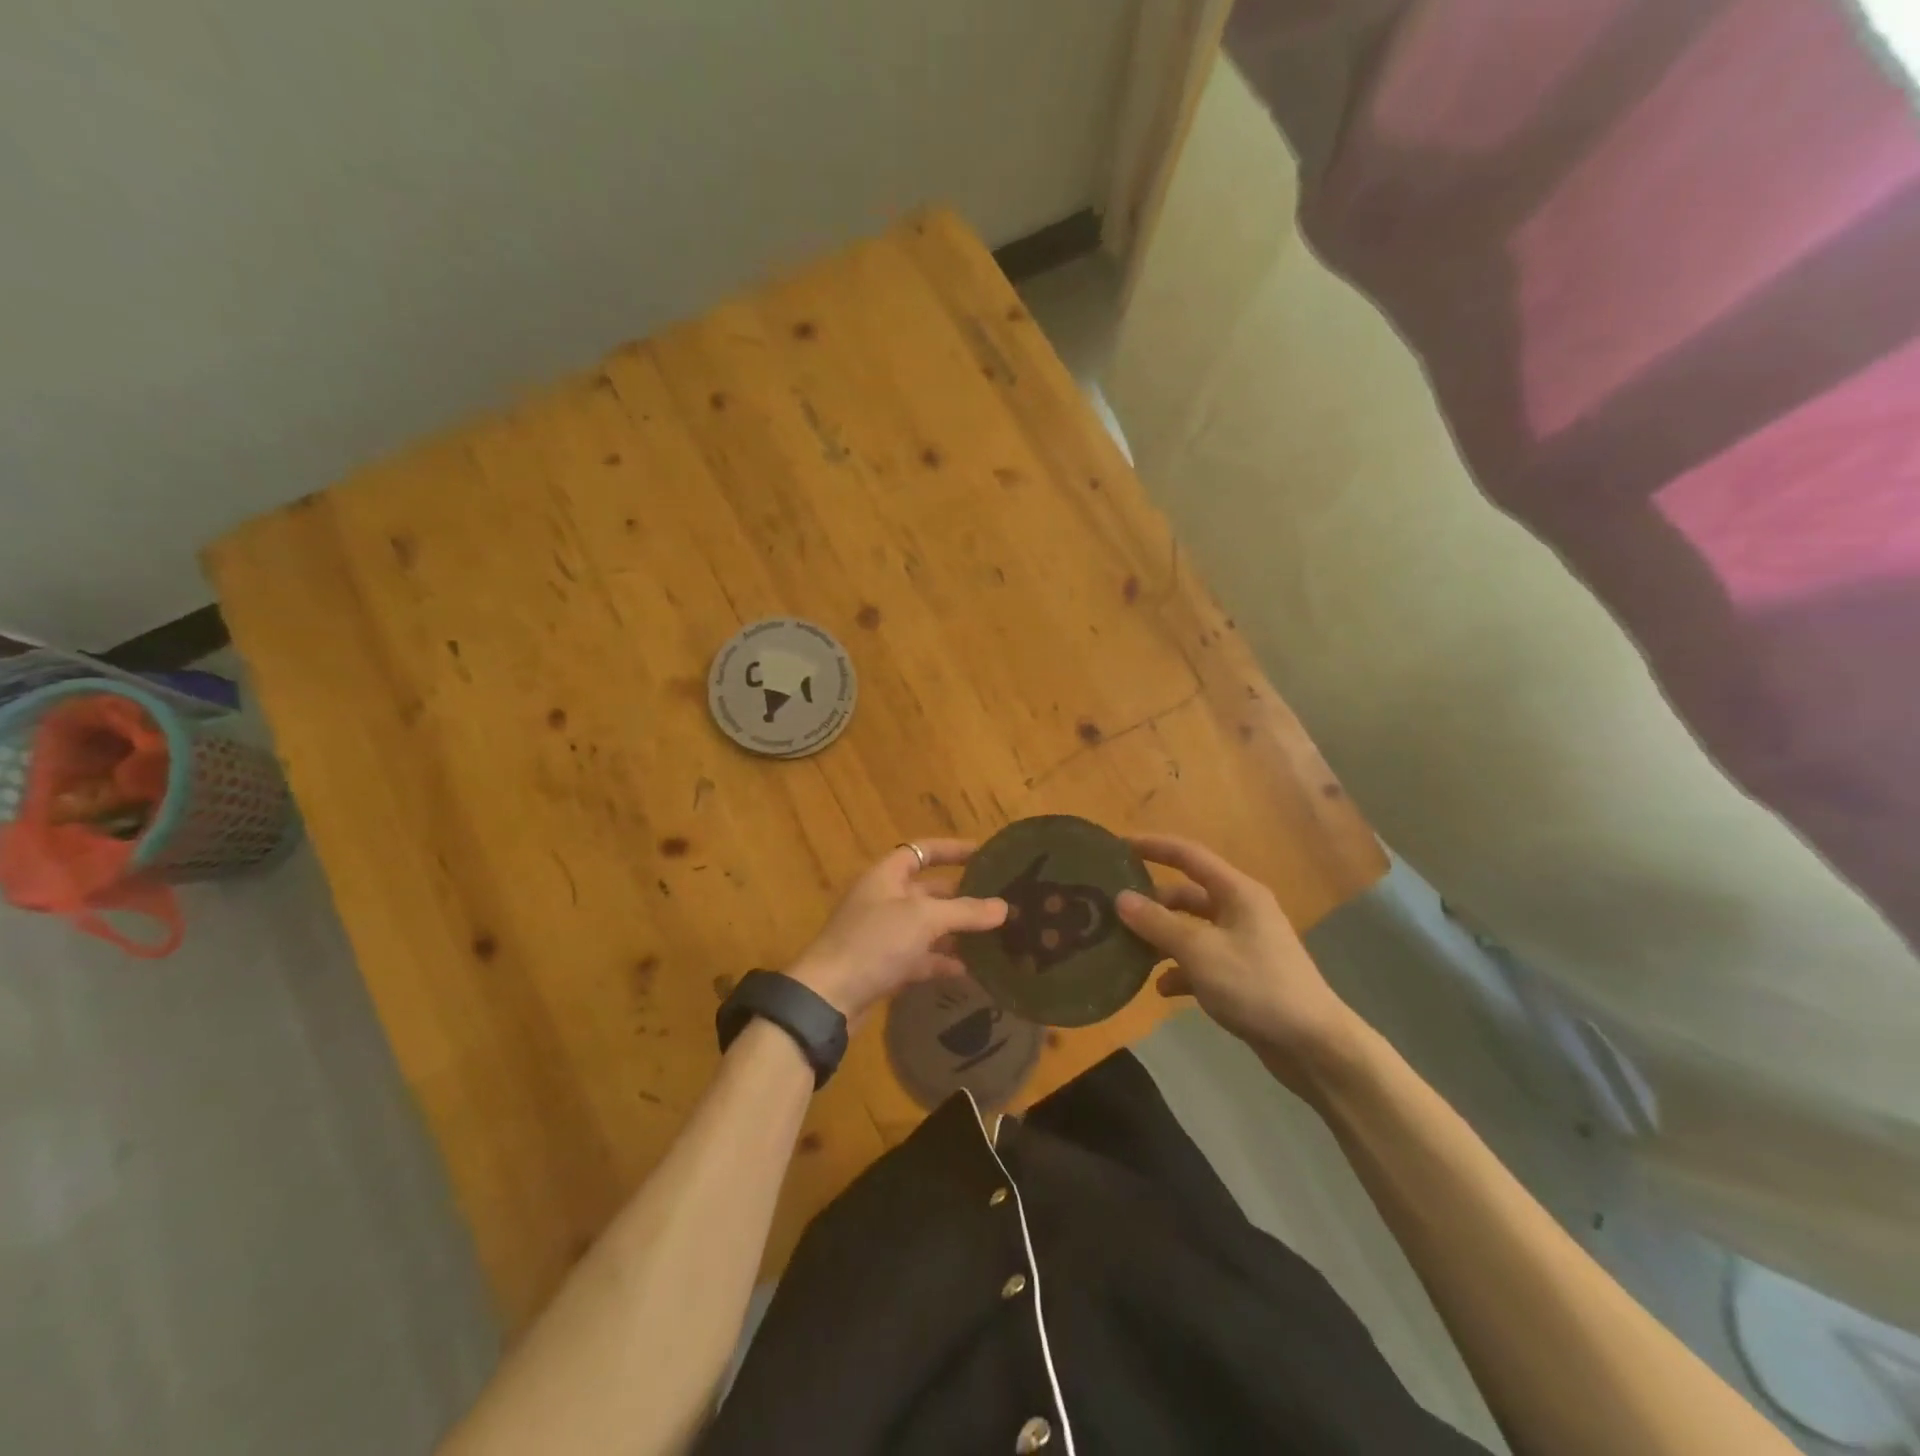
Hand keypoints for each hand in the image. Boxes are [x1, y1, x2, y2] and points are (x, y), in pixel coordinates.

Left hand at [787, 840, 1006, 1024]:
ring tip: (994, 936)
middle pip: (929, 890)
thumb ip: (965, 911)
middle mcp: (884, 899)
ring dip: (956, 931)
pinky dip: (942, 961)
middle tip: (1000, 902)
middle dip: (962, 896)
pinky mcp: (883, 966)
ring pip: (927, 926)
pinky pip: (920, 957)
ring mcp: (882, 935)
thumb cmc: (874, 942)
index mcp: (886, 875)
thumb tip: (1003, 907)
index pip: (922, 851)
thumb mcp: (923, 919)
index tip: (985, 854)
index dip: (952, 849)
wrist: (828, 998)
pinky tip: (970, 970)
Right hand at [1116, 834, 1365, 1091]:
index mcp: (1237, 892)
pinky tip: (1161, 989)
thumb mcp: (1200, 951)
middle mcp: (1241, 911)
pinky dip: (1180, 970)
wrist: (1314, 1045)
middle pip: (1187, 895)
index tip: (1119, 846)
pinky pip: (1202, 962)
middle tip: (1114, 911)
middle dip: (1152, 903)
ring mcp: (1243, 944)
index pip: (1189, 855)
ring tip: (1128, 951)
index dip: (1154, 847)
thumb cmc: (1256, 986)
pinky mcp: (1243, 975)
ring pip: (1191, 930)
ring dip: (1162, 939)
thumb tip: (1120, 898)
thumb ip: (1157, 923)